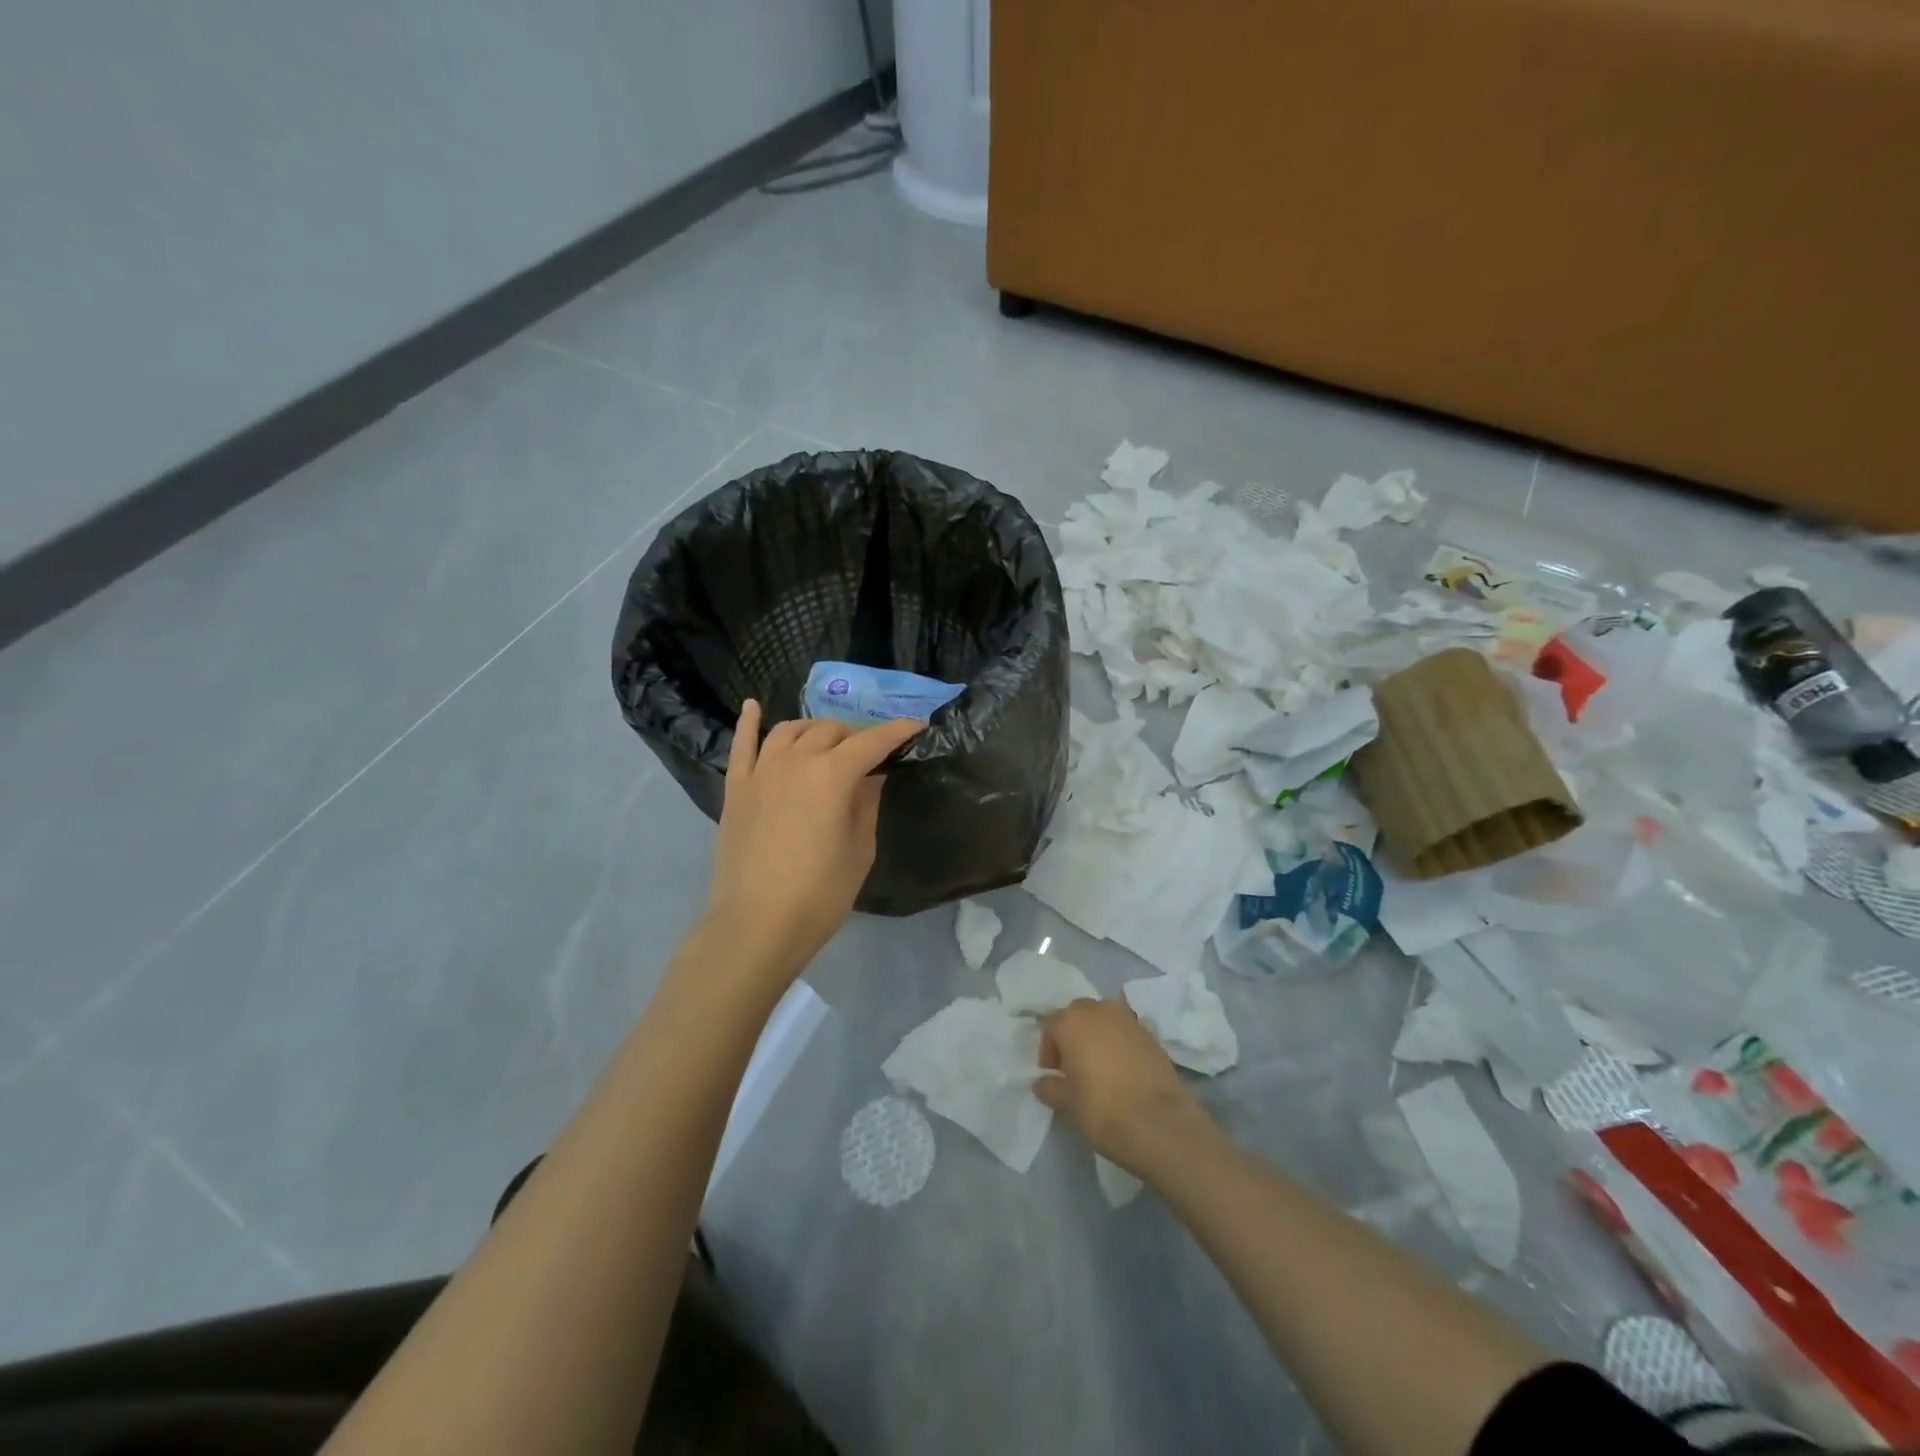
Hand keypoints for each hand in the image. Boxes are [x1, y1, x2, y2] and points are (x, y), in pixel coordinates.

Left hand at [703, 700, 922, 985]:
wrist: (755, 925)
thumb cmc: (819, 894)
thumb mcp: (860, 850)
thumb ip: (866, 804)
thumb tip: (870, 776)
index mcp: (832, 775)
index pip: (872, 742)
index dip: (897, 731)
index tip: (916, 726)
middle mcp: (796, 761)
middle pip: (831, 731)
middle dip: (856, 734)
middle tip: (870, 753)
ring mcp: (761, 771)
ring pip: (790, 730)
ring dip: (815, 729)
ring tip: (828, 741)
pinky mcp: (736, 788)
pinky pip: (742, 745)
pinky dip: (750, 722)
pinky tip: (754, 706)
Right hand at [1037, 999, 1217, 1178]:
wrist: (1158, 1122)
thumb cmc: (1101, 1108)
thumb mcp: (1066, 1103)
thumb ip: (1049, 1087)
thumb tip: (1044, 1082)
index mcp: (1072, 1021)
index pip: (1051, 1026)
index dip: (1049, 1050)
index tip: (1053, 1074)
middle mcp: (1099, 1011)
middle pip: (1078, 1014)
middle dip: (1073, 1034)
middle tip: (1074, 1065)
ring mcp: (1128, 1019)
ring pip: (1105, 1018)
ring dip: (1098, 1034)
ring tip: (1099, 1065)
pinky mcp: (1152, 1034)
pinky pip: (1126, 1032)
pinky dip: (1120, 1043)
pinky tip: (1123, 1069)